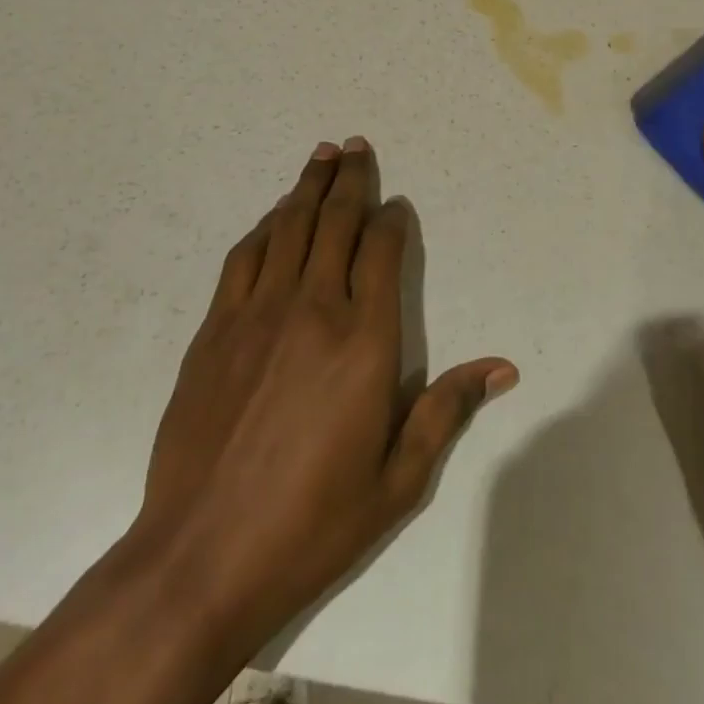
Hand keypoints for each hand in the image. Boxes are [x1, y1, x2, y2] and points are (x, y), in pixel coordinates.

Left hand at [133, 136, 517, 671]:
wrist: (200, 558)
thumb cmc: (311, 524)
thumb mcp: (398, 480)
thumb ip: (447, 410)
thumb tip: (502, 367)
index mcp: (364, 341)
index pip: (382, 252)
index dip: (392, 221)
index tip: (396, 206)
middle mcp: (313, 309)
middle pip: (335, 222)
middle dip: (351, 179)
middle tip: (357, 145)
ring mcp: (258, 314)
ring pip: (289, 227)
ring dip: (307, 186)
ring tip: (321, 155)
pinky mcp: (215, 329)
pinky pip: (245, 256)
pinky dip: (265, 226)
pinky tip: (275, 215)